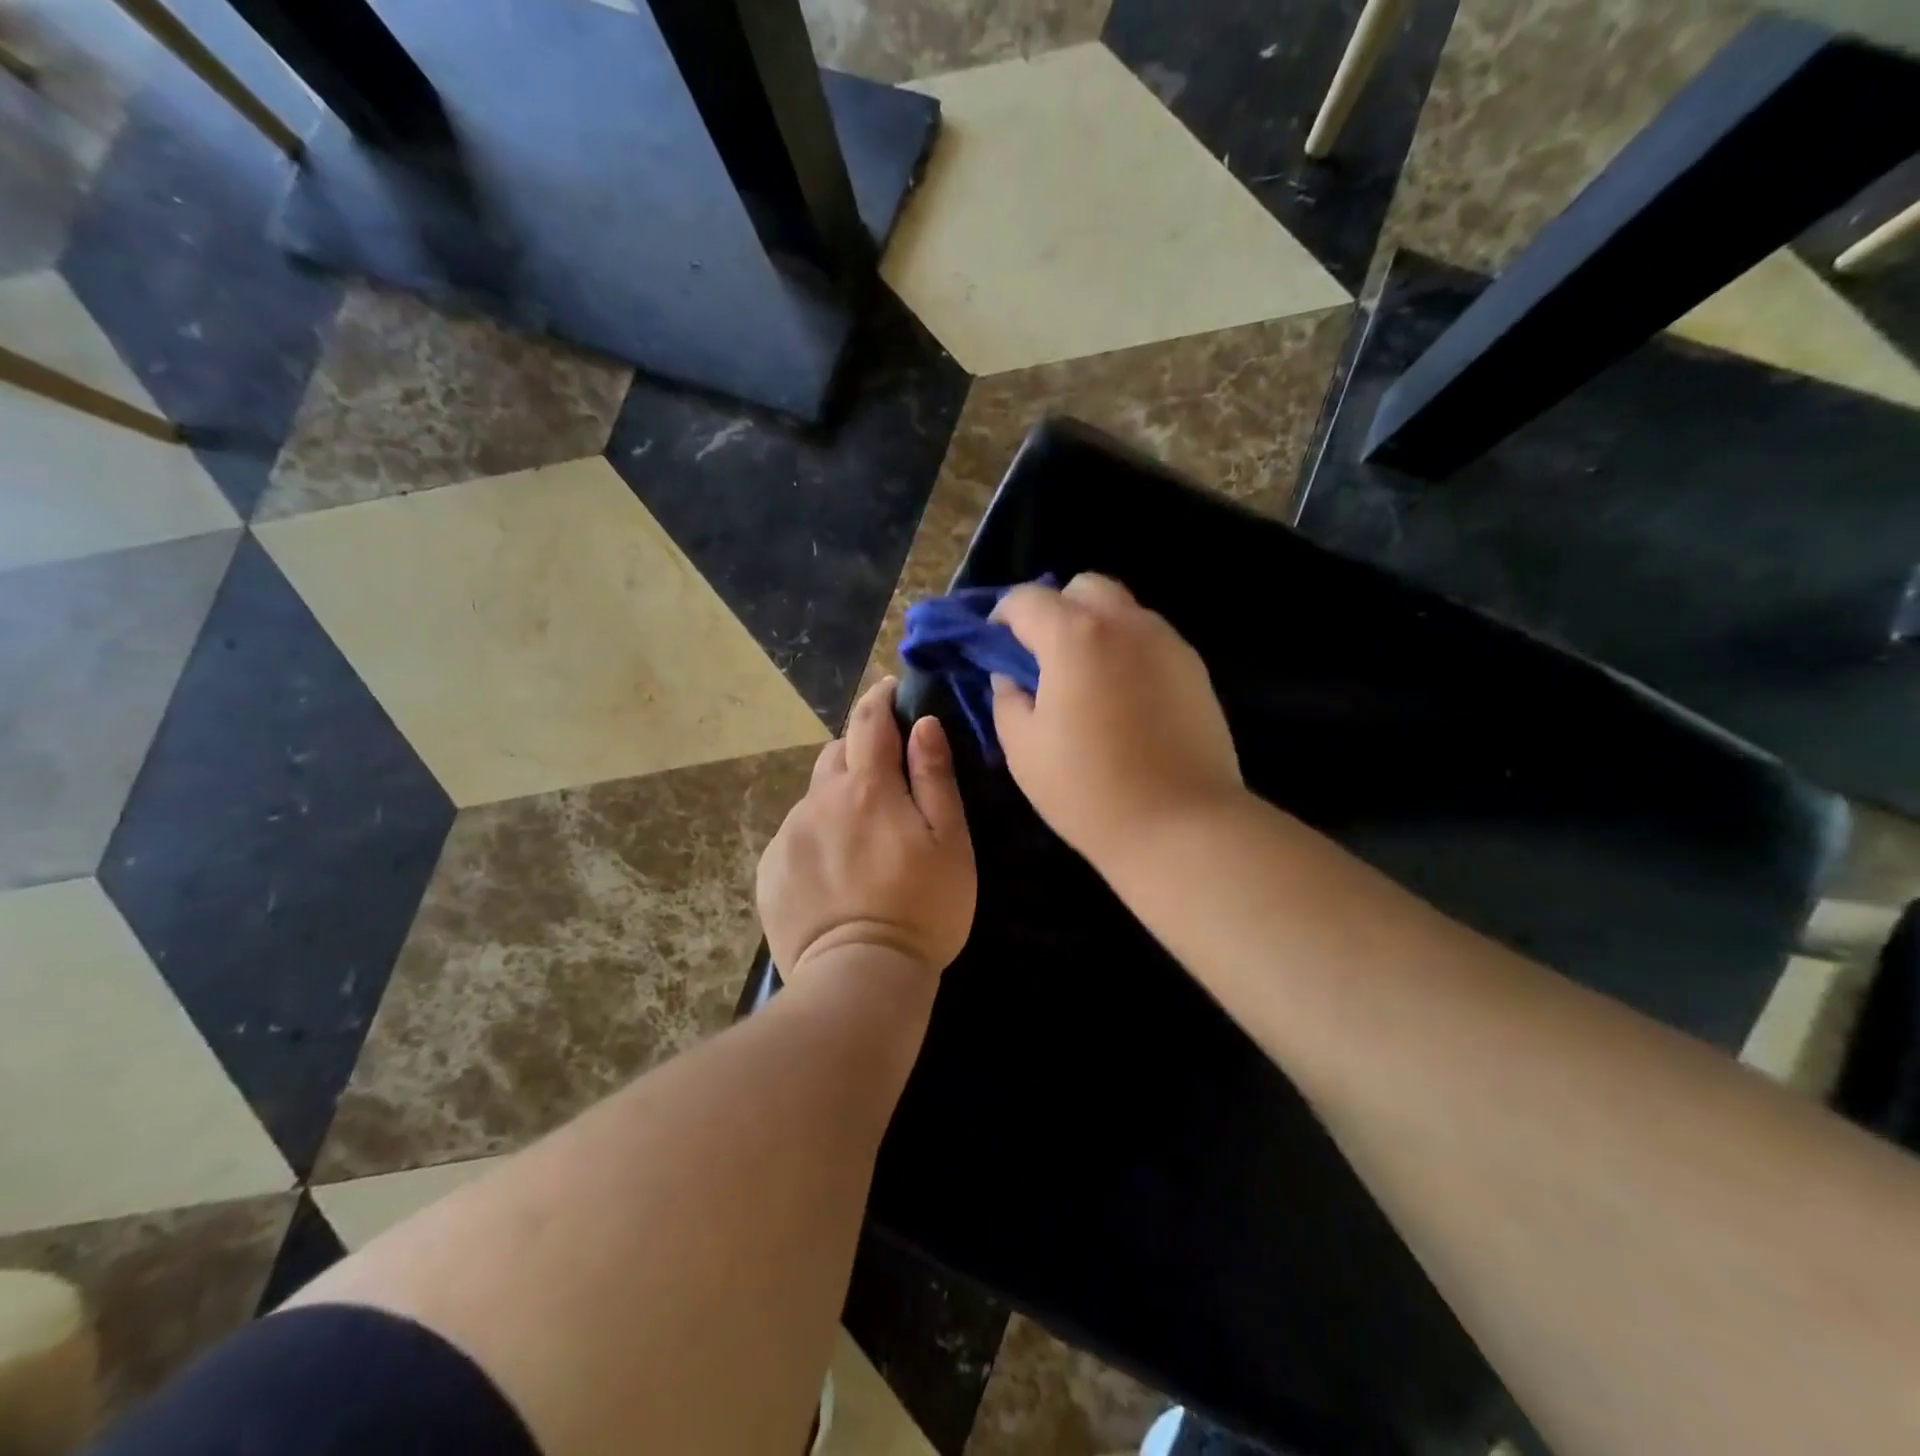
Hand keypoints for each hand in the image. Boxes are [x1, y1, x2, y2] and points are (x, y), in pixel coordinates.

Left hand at [757, 678, 975, 983]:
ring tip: (862, 833)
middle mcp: (820, 800)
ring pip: (816, 795)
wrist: (859, 977)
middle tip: (886, 775)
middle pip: (837, 753)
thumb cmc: (922, 908)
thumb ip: (935, 777)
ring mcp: (789, 835)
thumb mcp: (950, 841)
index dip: (880, 698)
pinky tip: (836, 869)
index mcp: (868, 787)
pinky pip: (796, 833)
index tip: (890, 689)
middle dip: (860, 749)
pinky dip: (818, 833)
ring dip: (839, 796)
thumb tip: (923, 724)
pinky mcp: (770, 869)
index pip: (869, 720)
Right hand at [991, 574, 1242, 868]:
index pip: (1027, 599)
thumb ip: (1007, 700)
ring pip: (1123, 610)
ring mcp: (1167, 642)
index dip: (1003, 616)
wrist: (1181, 825)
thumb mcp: (1023, 749)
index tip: (996, 645)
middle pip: (1084, 588)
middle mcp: (1125, 623)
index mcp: (1075, 636)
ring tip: (1086, 679)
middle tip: (1043, 656)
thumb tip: (1011, 677)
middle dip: (1056, 609)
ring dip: (1094, 628)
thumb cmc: (1088, 790)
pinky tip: (1123, 698)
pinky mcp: (1194, 669)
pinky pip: (1150, 640)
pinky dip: (1126, 650)